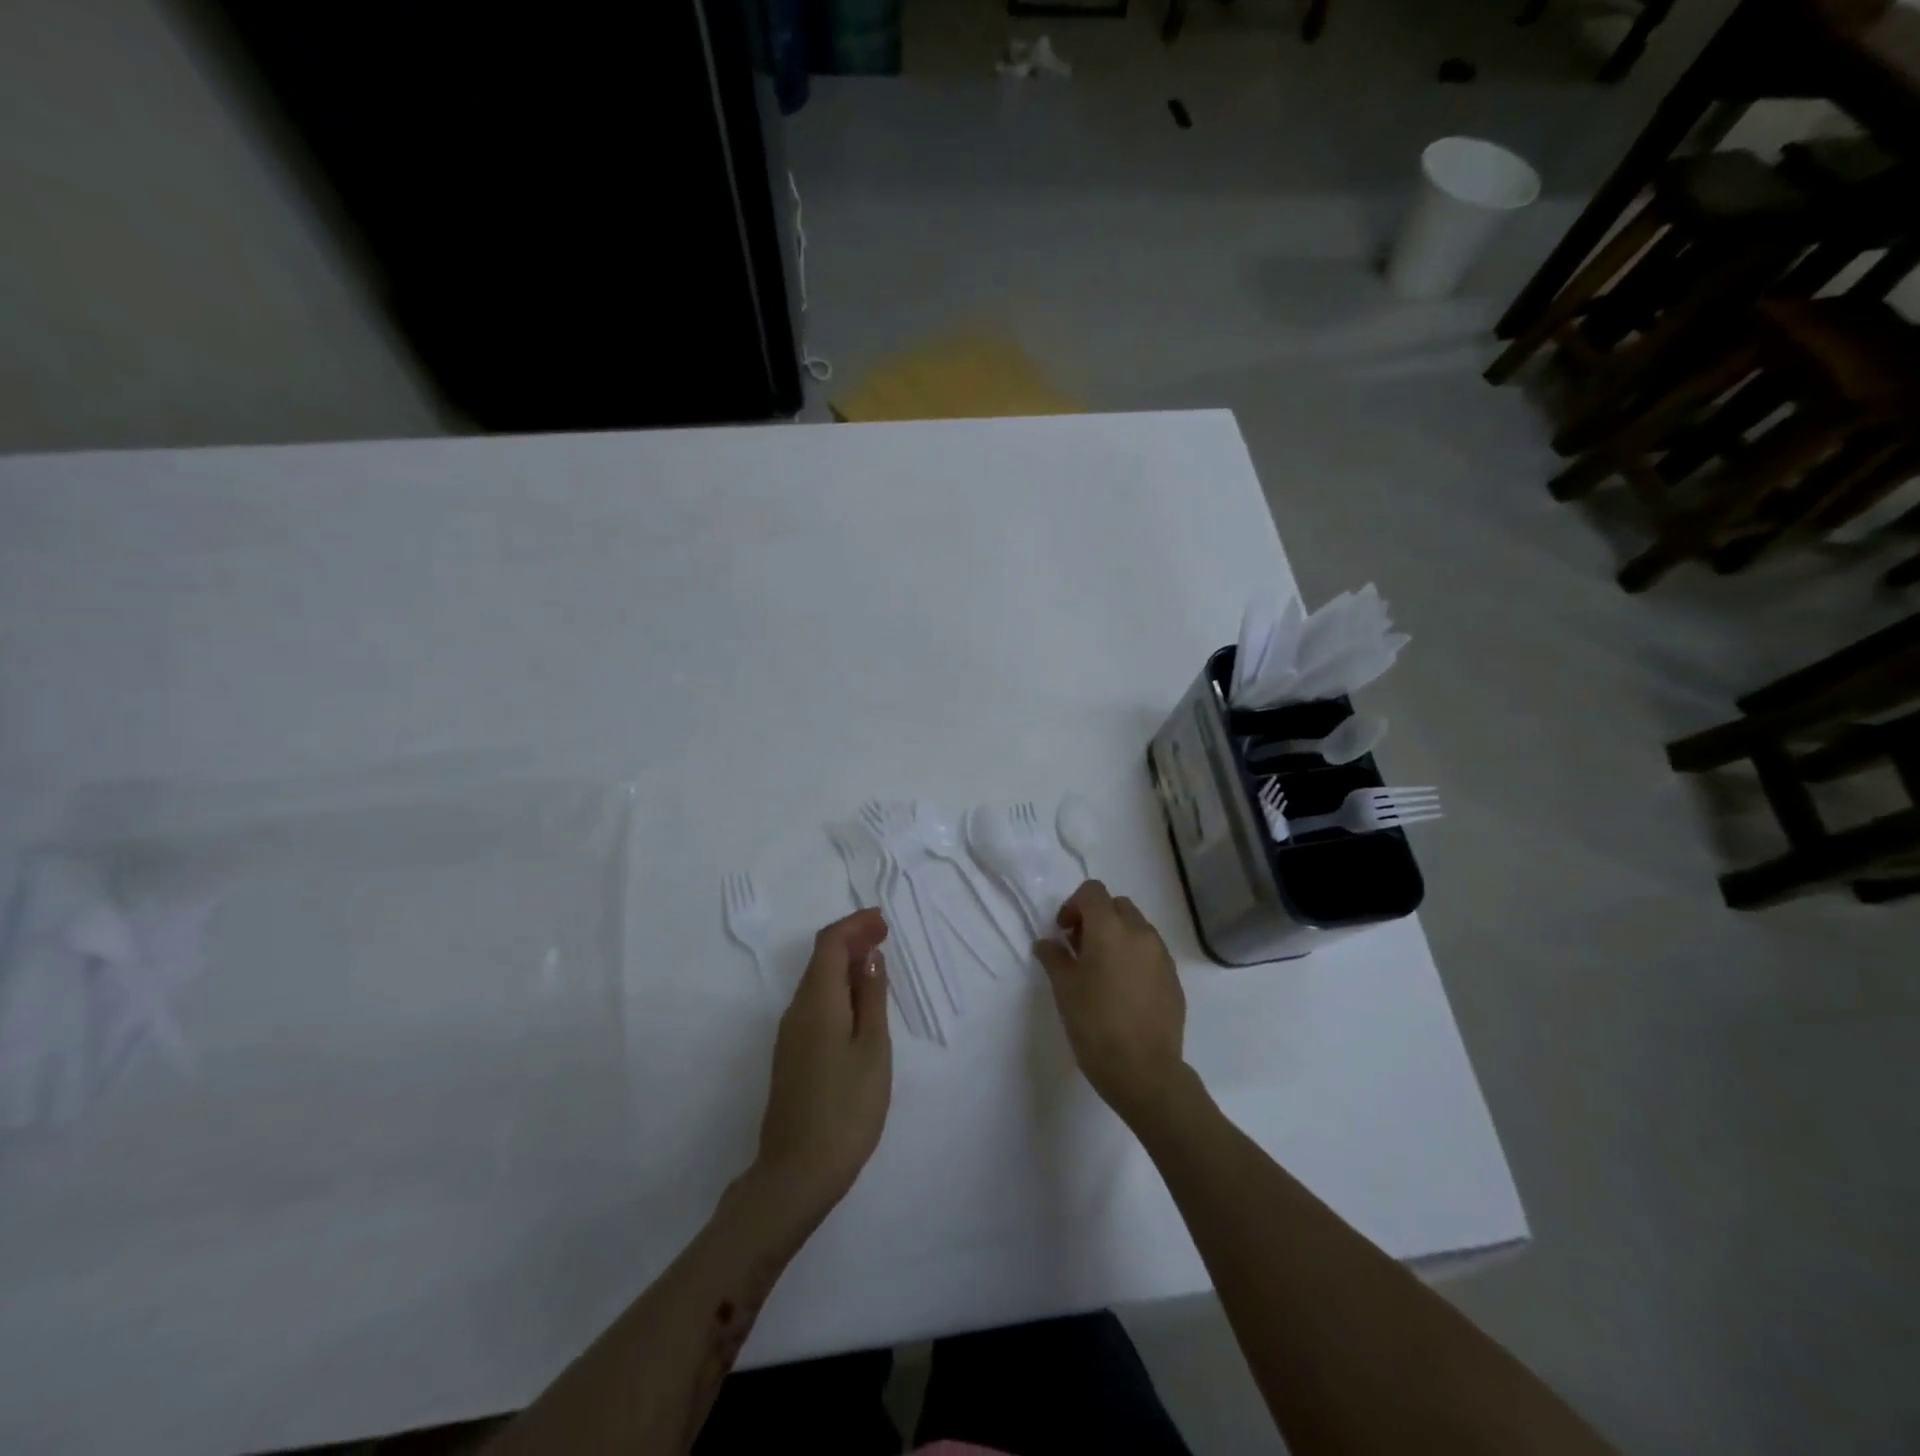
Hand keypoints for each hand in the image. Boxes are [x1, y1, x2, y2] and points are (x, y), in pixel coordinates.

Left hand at [754, 908, 892, 1220]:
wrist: (797, 1173)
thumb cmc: (847, 1109)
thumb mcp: (872, 1050)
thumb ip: (871, 999)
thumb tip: (869, 959)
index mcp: (817, 1002)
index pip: (830, 943)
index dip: (855, 925)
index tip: (883, 921)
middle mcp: (797, 1010)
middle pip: (820, 959)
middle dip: (852, 940)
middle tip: (885, 935)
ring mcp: (790, 1034)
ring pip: (817, 981)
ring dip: (845, 964)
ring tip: (878, 964)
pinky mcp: (792, 1054)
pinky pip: (815, 1004)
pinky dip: (838, 989)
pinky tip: (860, 1004)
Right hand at [1034, 881, 1188, 1125]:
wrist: (1144, 1071)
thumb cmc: (1095, 1024)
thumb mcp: (1064, 989)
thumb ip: (1054, 957)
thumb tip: (1047, 943)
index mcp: (1110, 928)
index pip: (1092, 892)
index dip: (1074, 905)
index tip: (1064, 933)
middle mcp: (1140, 933)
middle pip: (1117, 905)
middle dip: (1097, 918)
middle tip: (1081, 949)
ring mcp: (1162, 955)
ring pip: (1137, 928)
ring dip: (1118, 936)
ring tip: (1102, 971)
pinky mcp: (1174, 979)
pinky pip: (1151, 953)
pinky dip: (1135, 957)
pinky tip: (1124, 990)